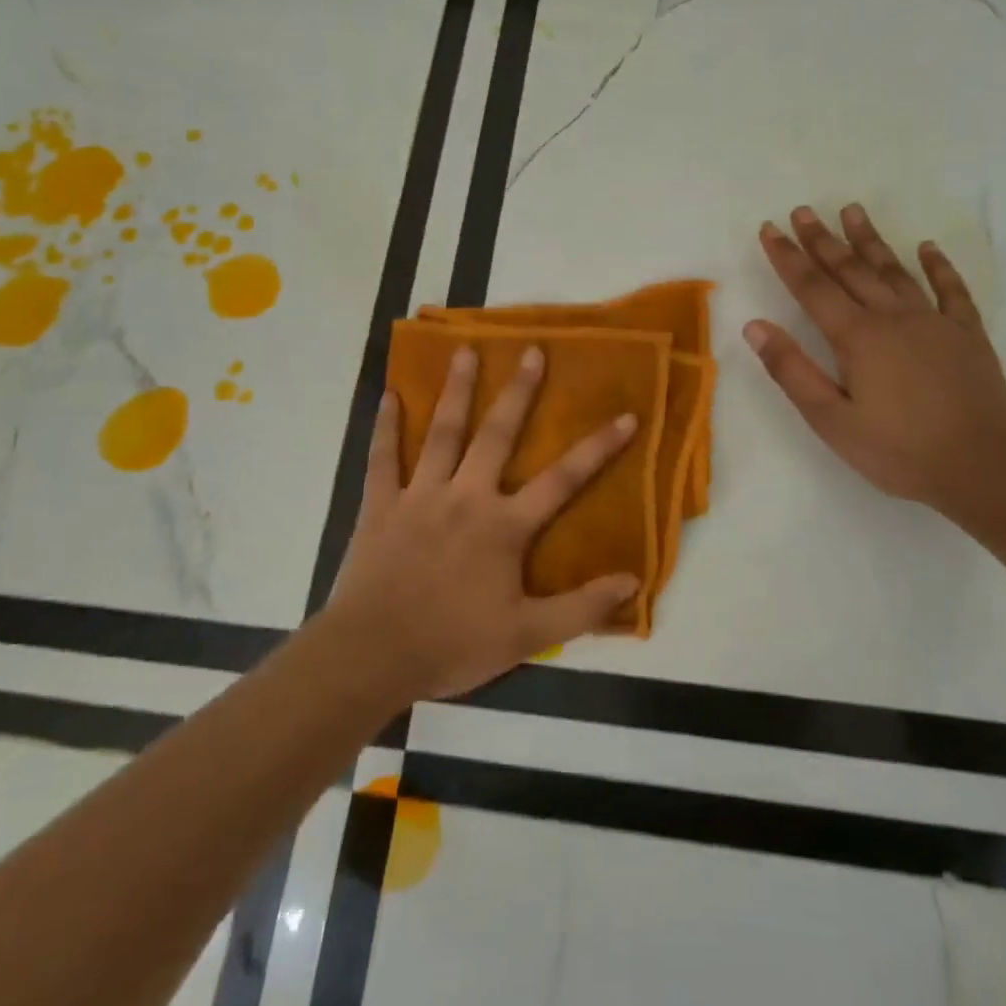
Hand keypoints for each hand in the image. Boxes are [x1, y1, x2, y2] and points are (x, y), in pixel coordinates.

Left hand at [324, 345, 639, 702]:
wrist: (373, 656)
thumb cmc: (453, 644)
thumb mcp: (527, 635)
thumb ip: (582, 606)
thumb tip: (632, 581)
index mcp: (504, 526)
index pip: (563, 480)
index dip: (598, 448)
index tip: (626, 416)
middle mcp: (466, 497)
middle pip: (497, 435)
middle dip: (519, 393)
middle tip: (533, 351)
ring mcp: (420, 496)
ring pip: (442, 433)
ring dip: (456, 390)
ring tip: (465, 350)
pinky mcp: (381, 506)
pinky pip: (383, 458)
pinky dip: (386, 426)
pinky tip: (389, 394)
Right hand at [744, 204, 1005, 514]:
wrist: (985, 467)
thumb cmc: (899, 450)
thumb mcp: (831, 420)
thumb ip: (791, 370)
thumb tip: (755, 327)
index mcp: (857, 337)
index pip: (812, 287)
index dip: (788, 257)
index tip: (769, 228)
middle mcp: (893, 317)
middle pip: (851, 269)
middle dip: (822, 240)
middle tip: (803, 210)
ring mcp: (935, 321)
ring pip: (895, 270)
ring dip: (870, 240)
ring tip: (852, 211)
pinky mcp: (967, 334)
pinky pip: (950, 289)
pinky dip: (937, 266)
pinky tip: (927, 247)